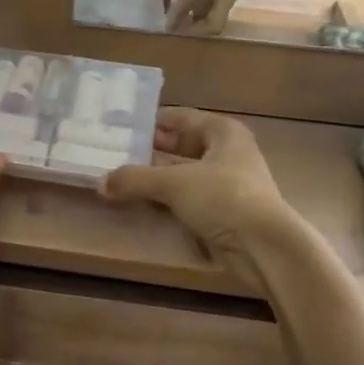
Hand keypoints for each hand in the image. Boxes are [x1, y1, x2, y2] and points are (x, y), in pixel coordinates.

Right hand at [100, 108, 297, 286]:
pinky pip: (188, 197)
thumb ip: (135, 179)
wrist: (263, 246)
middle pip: (182, 145)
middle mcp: (228, 152)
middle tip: (115, 152)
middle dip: (151, 150)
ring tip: (121, 177)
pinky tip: (144, 202)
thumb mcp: (173, 183)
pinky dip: (168, 198)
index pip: (181, 117)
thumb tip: (100, 182)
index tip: (122, 125)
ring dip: (157, 177)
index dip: (152, 121)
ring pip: (184, 173)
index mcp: (223, 132)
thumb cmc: (223, 198)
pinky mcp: (224, 211)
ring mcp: (228, 183)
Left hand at [145, 0, 269, 34]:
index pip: (192, 0)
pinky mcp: (231, 0)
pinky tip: (190, 8)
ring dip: (197, 22)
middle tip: (176, 29)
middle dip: (195, 31)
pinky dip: (202, 13)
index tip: (164, 26)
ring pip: (214, 19)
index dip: (176, 13)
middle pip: (214, 24)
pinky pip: (216, 12)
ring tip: (179, 18)